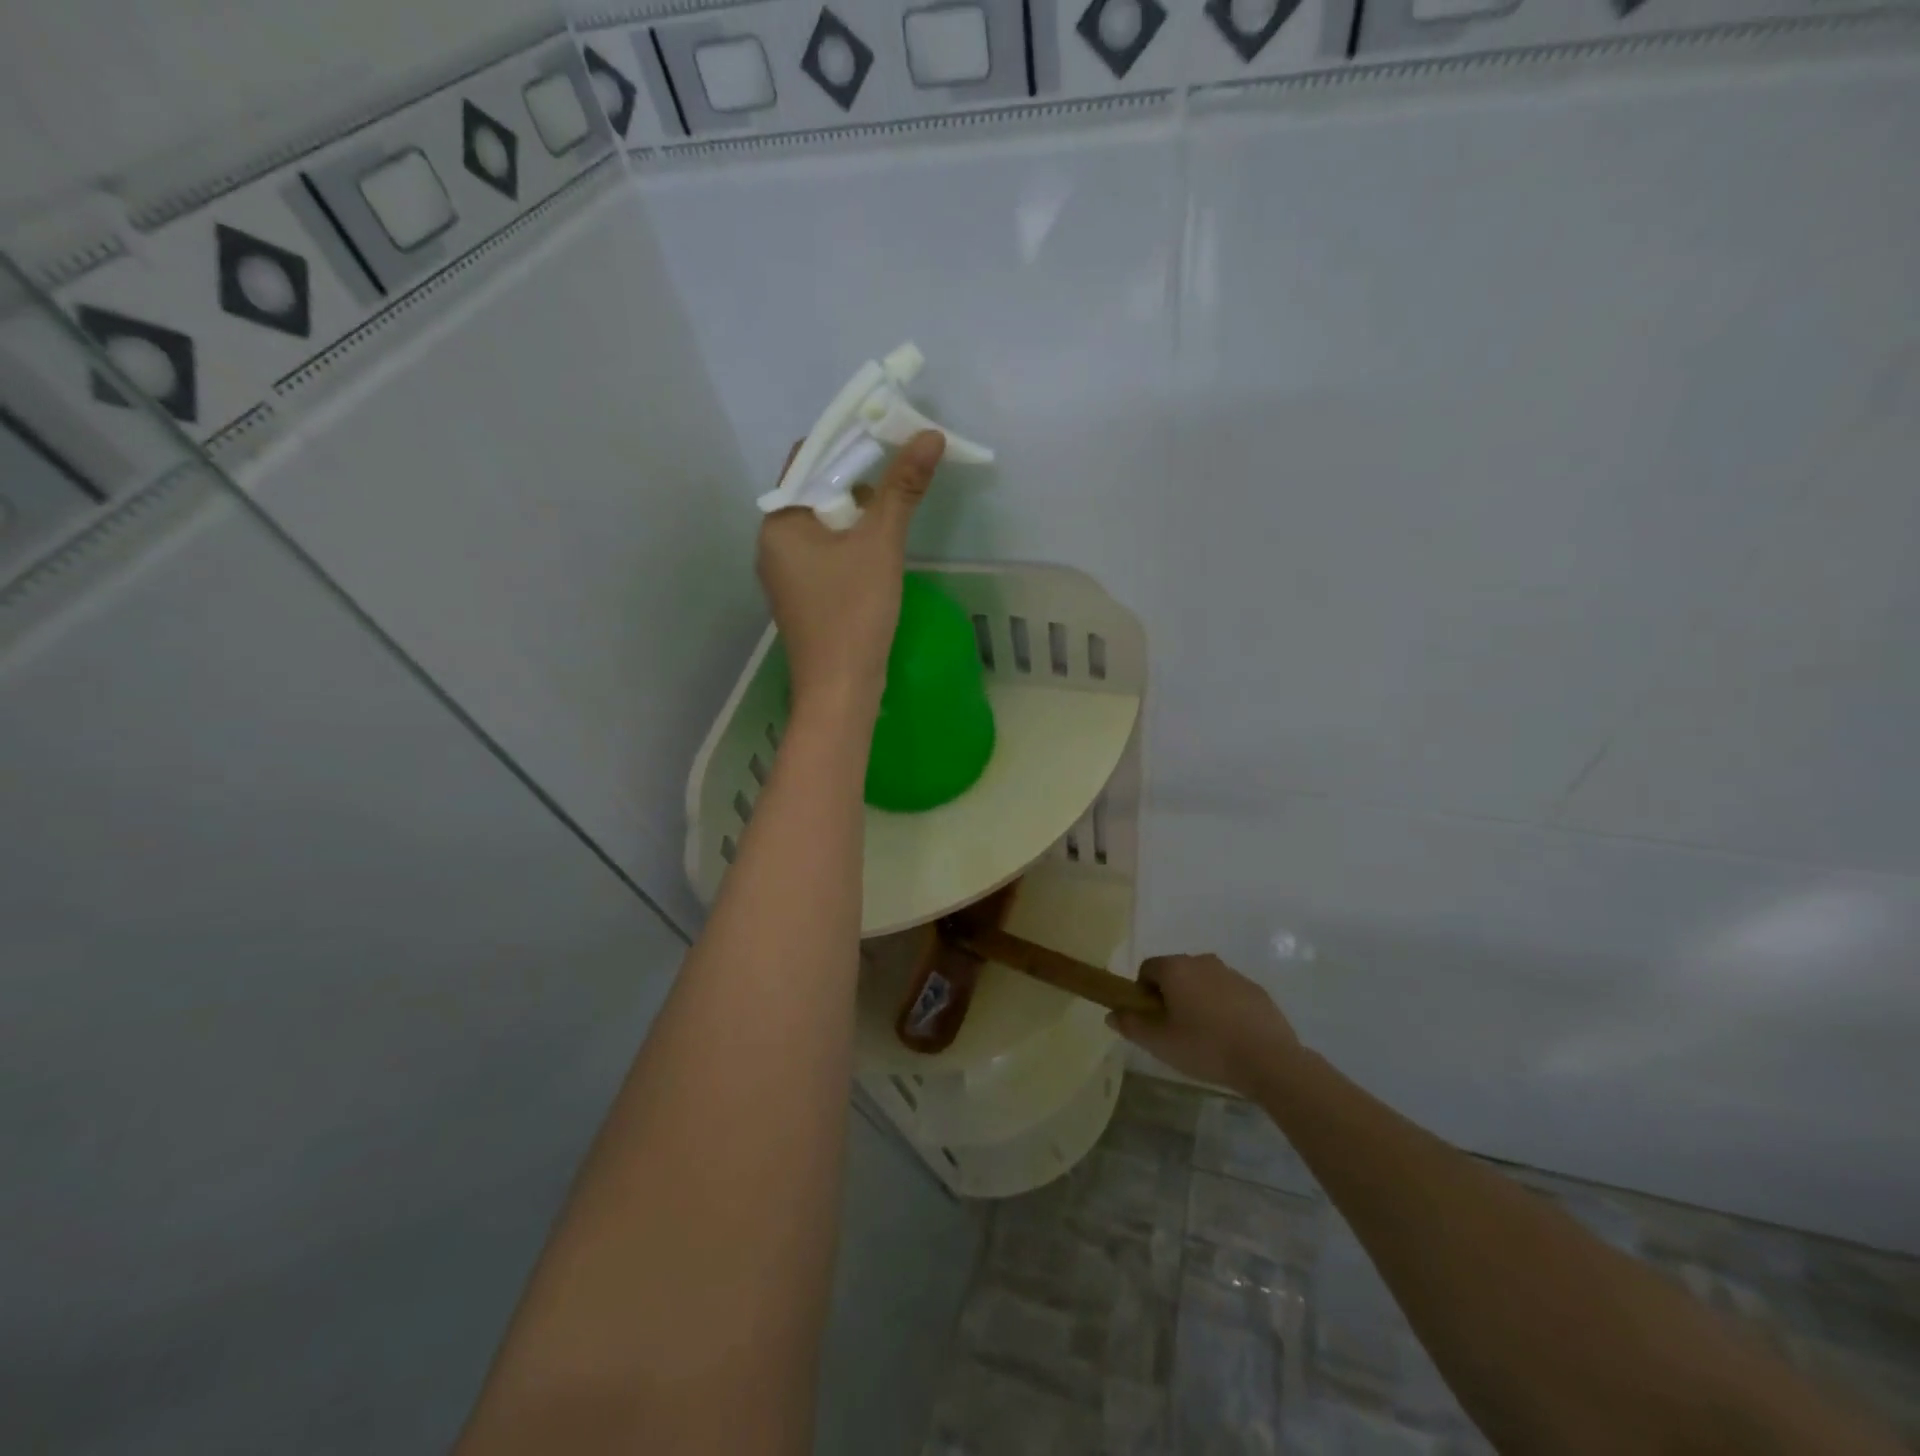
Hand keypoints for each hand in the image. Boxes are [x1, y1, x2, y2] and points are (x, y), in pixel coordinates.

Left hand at [757, 430, 945, 720]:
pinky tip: (879, 553)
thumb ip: (902, 489)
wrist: (840, 690)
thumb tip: (929, 436)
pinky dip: (851, 545)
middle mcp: (773, 543)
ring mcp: (787, 574)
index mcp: (779, 522)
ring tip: (894, 517)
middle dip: (857, 481)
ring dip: (857, 516)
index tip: (885, 435)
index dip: (846, 441)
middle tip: (898, 476)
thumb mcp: (880, 544)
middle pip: (816, 492)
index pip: (807, 459)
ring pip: (824, 526)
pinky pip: (826, 555)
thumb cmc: (854, 613)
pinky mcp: (804, 598)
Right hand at [1108, 953, 1299, 1094]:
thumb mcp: (1159, 1043)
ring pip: (1203, 983)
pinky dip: (1223, 1008)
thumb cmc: (1205, 1047)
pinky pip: (1228, 994)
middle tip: (1175, 1030)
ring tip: (1205, 1037)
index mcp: (1176, 968)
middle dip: (1171, 996)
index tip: (1152, 1020)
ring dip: (1198, 1001)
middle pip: (1176, 973)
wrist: (1268, 1060)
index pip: (1147, 969)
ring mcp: (1232, 974)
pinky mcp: (1256, 990)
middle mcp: (1202, 961)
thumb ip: (1131, 1025)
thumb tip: (1111, 1013)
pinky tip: (1230, 1038)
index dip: (1143, 993)